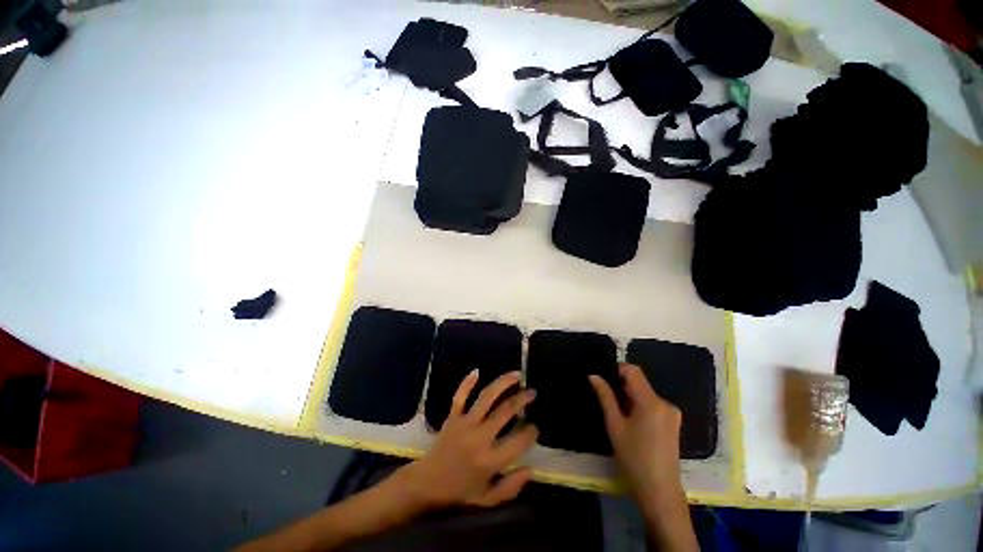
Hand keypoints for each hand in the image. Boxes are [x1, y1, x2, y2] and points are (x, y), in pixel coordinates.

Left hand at [395, 371, 538, 508]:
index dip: (531, 432)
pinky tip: (477, 371)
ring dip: (503, 383)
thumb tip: (530, 469)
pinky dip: (467, 382)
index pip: (519, 441)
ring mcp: (465, 423)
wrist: (425, 484)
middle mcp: (480, 437)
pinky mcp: (452, 417)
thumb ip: (511, 487)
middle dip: (522, 399)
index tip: (534, 428)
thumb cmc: (458, 493)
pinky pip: (460, 396)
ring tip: (516, 374)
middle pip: (505, 411)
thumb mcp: (487, 499)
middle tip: (532, 392)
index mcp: (490, 460)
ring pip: (487, 397)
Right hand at [589, 364, 683, 502]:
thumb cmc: (633, 457)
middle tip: (608, 402)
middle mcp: (665, 403)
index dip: (617, 370)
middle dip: (623, 387)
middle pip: (640, 382)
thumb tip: (594, 375)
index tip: (605, 381)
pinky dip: (640, 406)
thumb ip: (605, 396)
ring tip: (620, 416)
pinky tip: (633, 424)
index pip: (633, 371)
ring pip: (646, 394)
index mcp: (651, 401)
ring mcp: (672, 413)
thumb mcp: (614, 425)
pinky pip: (653, 404)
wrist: (660, 491)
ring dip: (631, 398)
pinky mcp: (674, 422)